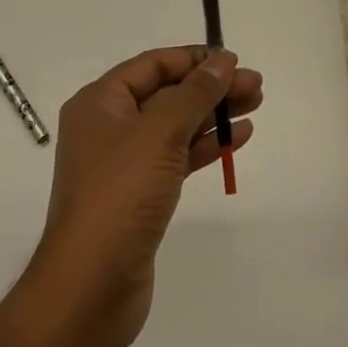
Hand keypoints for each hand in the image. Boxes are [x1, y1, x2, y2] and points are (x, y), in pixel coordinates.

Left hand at [27, 47, 261, 346]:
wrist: (91, 287)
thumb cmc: (120, 195)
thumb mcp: (159, 133)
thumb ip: (194, 93)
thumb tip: (221, 61)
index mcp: (100, 102)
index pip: (152, 65)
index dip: (194, 59)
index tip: (234, 60)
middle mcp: (109, 127)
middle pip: (167, 94)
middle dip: (211, 87)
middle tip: (256, 85)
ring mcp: (124, 163)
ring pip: (175, 126)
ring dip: (213, 114)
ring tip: (255, 105)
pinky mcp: (140, 195)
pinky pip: (177, 157)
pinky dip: (205, 146)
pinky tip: (237, 139)